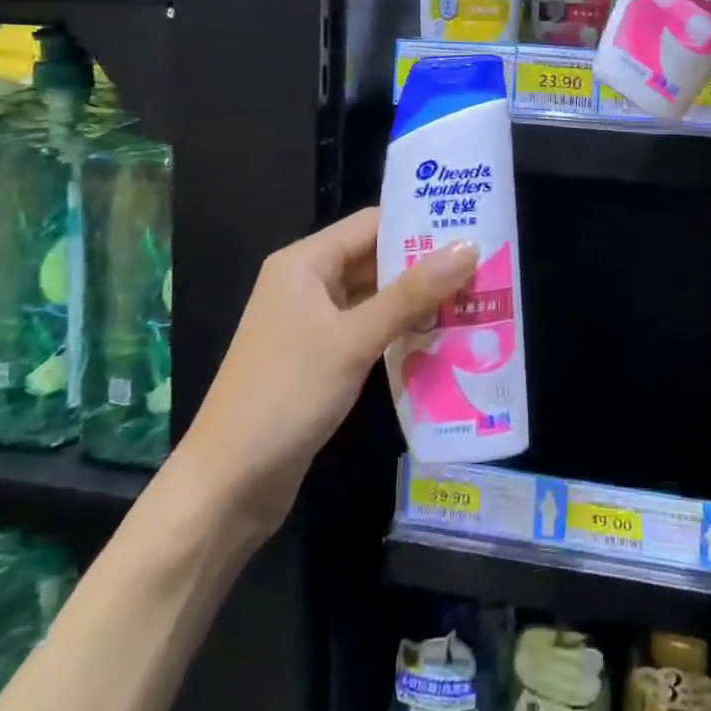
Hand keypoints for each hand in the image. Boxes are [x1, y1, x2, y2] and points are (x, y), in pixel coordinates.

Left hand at [193, 207, 477, 533]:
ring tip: (474, 299)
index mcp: (305, 263)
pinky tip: (442, 338)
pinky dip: (401, 331)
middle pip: (375, 259)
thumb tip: (468, 247)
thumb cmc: (286, 396)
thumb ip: (411, 293)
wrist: (227, 486)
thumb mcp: (354, 339)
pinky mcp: (321, 359)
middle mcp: (307, 284)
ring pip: (375, 297)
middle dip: (425, 265)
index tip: (471, 229)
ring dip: (417, 301)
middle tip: (483, 267)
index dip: (420, 224)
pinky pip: (369, 330)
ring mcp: (312, 324)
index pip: (372, 224)